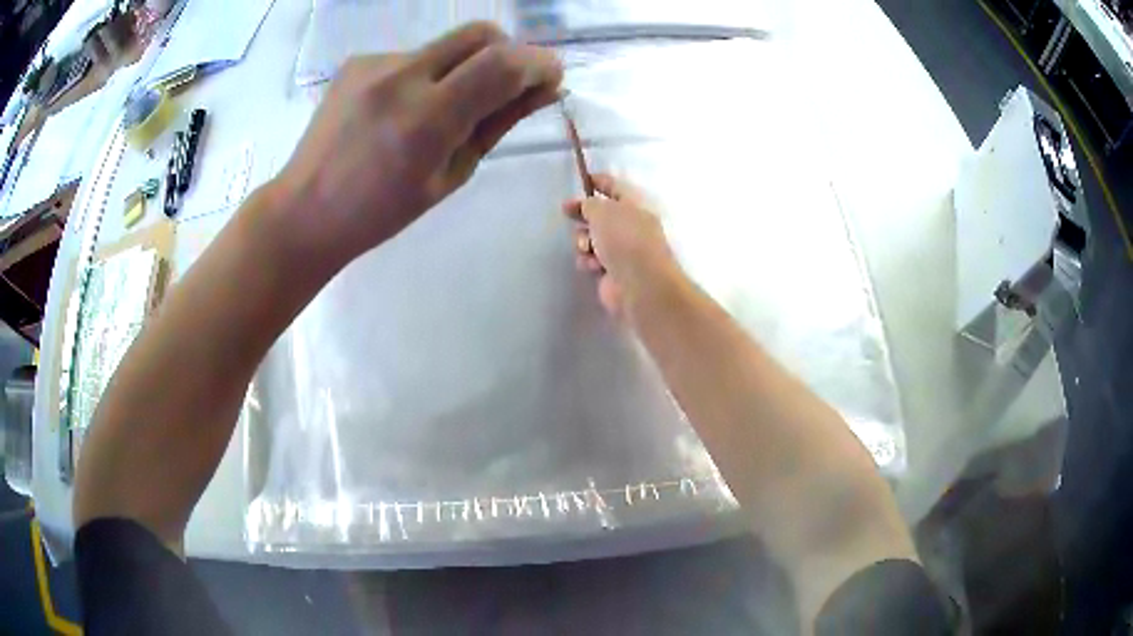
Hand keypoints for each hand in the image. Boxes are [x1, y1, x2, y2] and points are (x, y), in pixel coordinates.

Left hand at [271, 22, 562, 266]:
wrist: (305, 209)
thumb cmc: (382, 211)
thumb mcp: (451, 175)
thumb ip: (498, 123)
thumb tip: (545, 90)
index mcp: (426, 120)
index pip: (503, 64)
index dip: (539, 63)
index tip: (551, 76)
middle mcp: (401, 77)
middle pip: (480, 33)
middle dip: (509, 51)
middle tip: (507, 85)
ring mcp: (375, 63)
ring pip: (446, 45)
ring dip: (464, 67)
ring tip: (439, 110)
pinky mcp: (358, 60)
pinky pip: (414, 56)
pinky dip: (427, 74)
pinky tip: (403, 108)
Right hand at [563, 174, 682, 318]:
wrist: (639, 285)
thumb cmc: (624, 240)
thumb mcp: (603, 211)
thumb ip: (590, 204)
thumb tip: (586, 207)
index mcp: (635, 207)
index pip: (615, 188)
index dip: (599, 182)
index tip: (582, 179)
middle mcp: (630, 227)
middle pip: (601, 215)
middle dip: (583, 214)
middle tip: (566, 212)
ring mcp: (622, 251)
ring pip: (592, 239)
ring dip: (584, 241)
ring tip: (586, 248)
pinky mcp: (612, 273)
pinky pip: (592, 260)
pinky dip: (588, 261)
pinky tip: (591, 266)